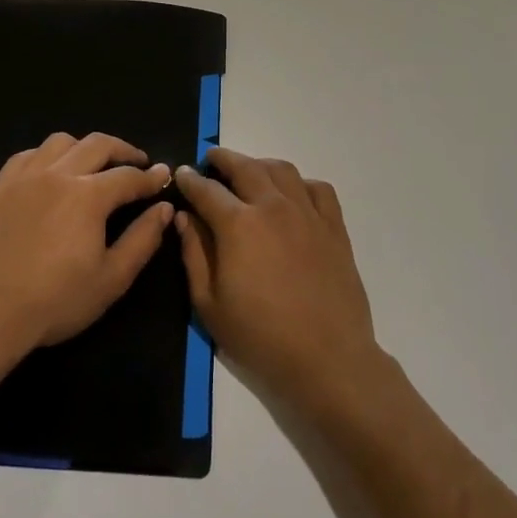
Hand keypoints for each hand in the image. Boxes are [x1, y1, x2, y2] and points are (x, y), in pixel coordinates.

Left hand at [0, 132, 174, 364]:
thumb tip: (164, 209)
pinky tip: (50, 171)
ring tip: (93, 164)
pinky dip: (47, 155)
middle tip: (137, 162)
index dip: (151, 177)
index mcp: (89, 196)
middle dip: (124, 150)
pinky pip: (26, 155)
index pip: (129, 176)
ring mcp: (24, 178)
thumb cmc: (54, 301)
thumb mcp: (111, 279)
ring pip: (60, 142)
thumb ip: (142, 240)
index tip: (164, 176)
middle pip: (98, 145)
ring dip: (84, 147)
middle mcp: (58, 175)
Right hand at [174, 147, 383, 413]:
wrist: (327, 358)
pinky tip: (292, 194)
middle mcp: (273, 207)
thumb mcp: (209, 304)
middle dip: (223, 159)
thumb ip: (194, 253)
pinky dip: (300, 183)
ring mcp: (308, 213)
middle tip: (211, 159)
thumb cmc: (260, 336)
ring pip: (282, 170)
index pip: (207, 190)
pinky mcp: (334, 227)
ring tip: (249, 171)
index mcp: (238, 224)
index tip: (181, 174)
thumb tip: (184, 217)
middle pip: (245, 167)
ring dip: (259, 164)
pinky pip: (318, 189)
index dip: (190, 180)